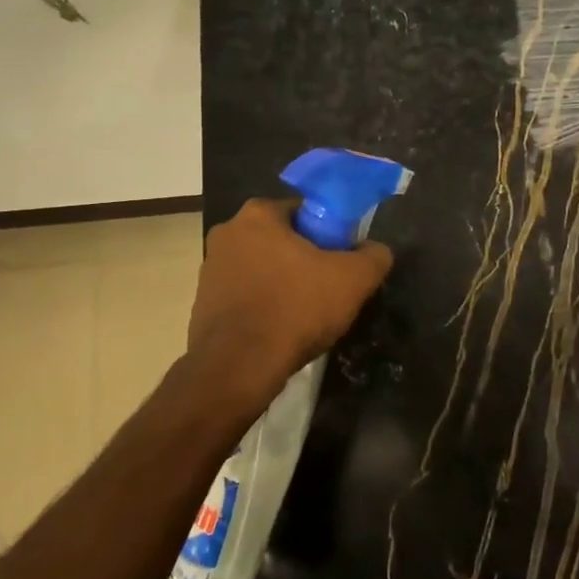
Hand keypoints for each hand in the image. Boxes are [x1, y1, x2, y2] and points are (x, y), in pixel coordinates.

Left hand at [187, 198, 393, 395]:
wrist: (239, 366)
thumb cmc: (296, 309)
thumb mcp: (353, 280)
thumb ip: (373, 256)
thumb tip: (376, 251)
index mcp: (257, 215)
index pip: (304, 211)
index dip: (329, 234)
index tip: (341, 261)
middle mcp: (227, 233)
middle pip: (281, 240)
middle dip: (304, 260)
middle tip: (328, 289)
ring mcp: (210, 269)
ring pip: (262, 269)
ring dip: (282, 284)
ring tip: (305, 315)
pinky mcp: (202, 303)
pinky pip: (245, 297)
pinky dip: (263, 307)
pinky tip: (279, 330)